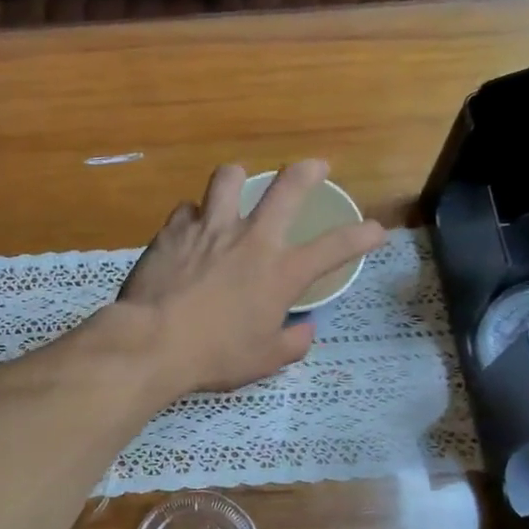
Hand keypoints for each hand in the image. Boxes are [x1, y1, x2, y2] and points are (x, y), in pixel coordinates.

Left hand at [118, 160, 384, 394]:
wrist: (153, 342)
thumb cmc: (215, 356)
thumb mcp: (264, 361)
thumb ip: (292, 343)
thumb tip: (305, 330)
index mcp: (281, 272)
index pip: (335, 247)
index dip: (362, 236)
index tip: (375, 230)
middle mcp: (251, 239)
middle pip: (287, 187)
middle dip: (308, 171)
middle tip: (316, 167)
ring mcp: (210, 228)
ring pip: (228, 179)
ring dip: (238, 178)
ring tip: (237, 184)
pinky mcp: (173, 231)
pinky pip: (187, 210)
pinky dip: (194, 217)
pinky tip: (190, 229)